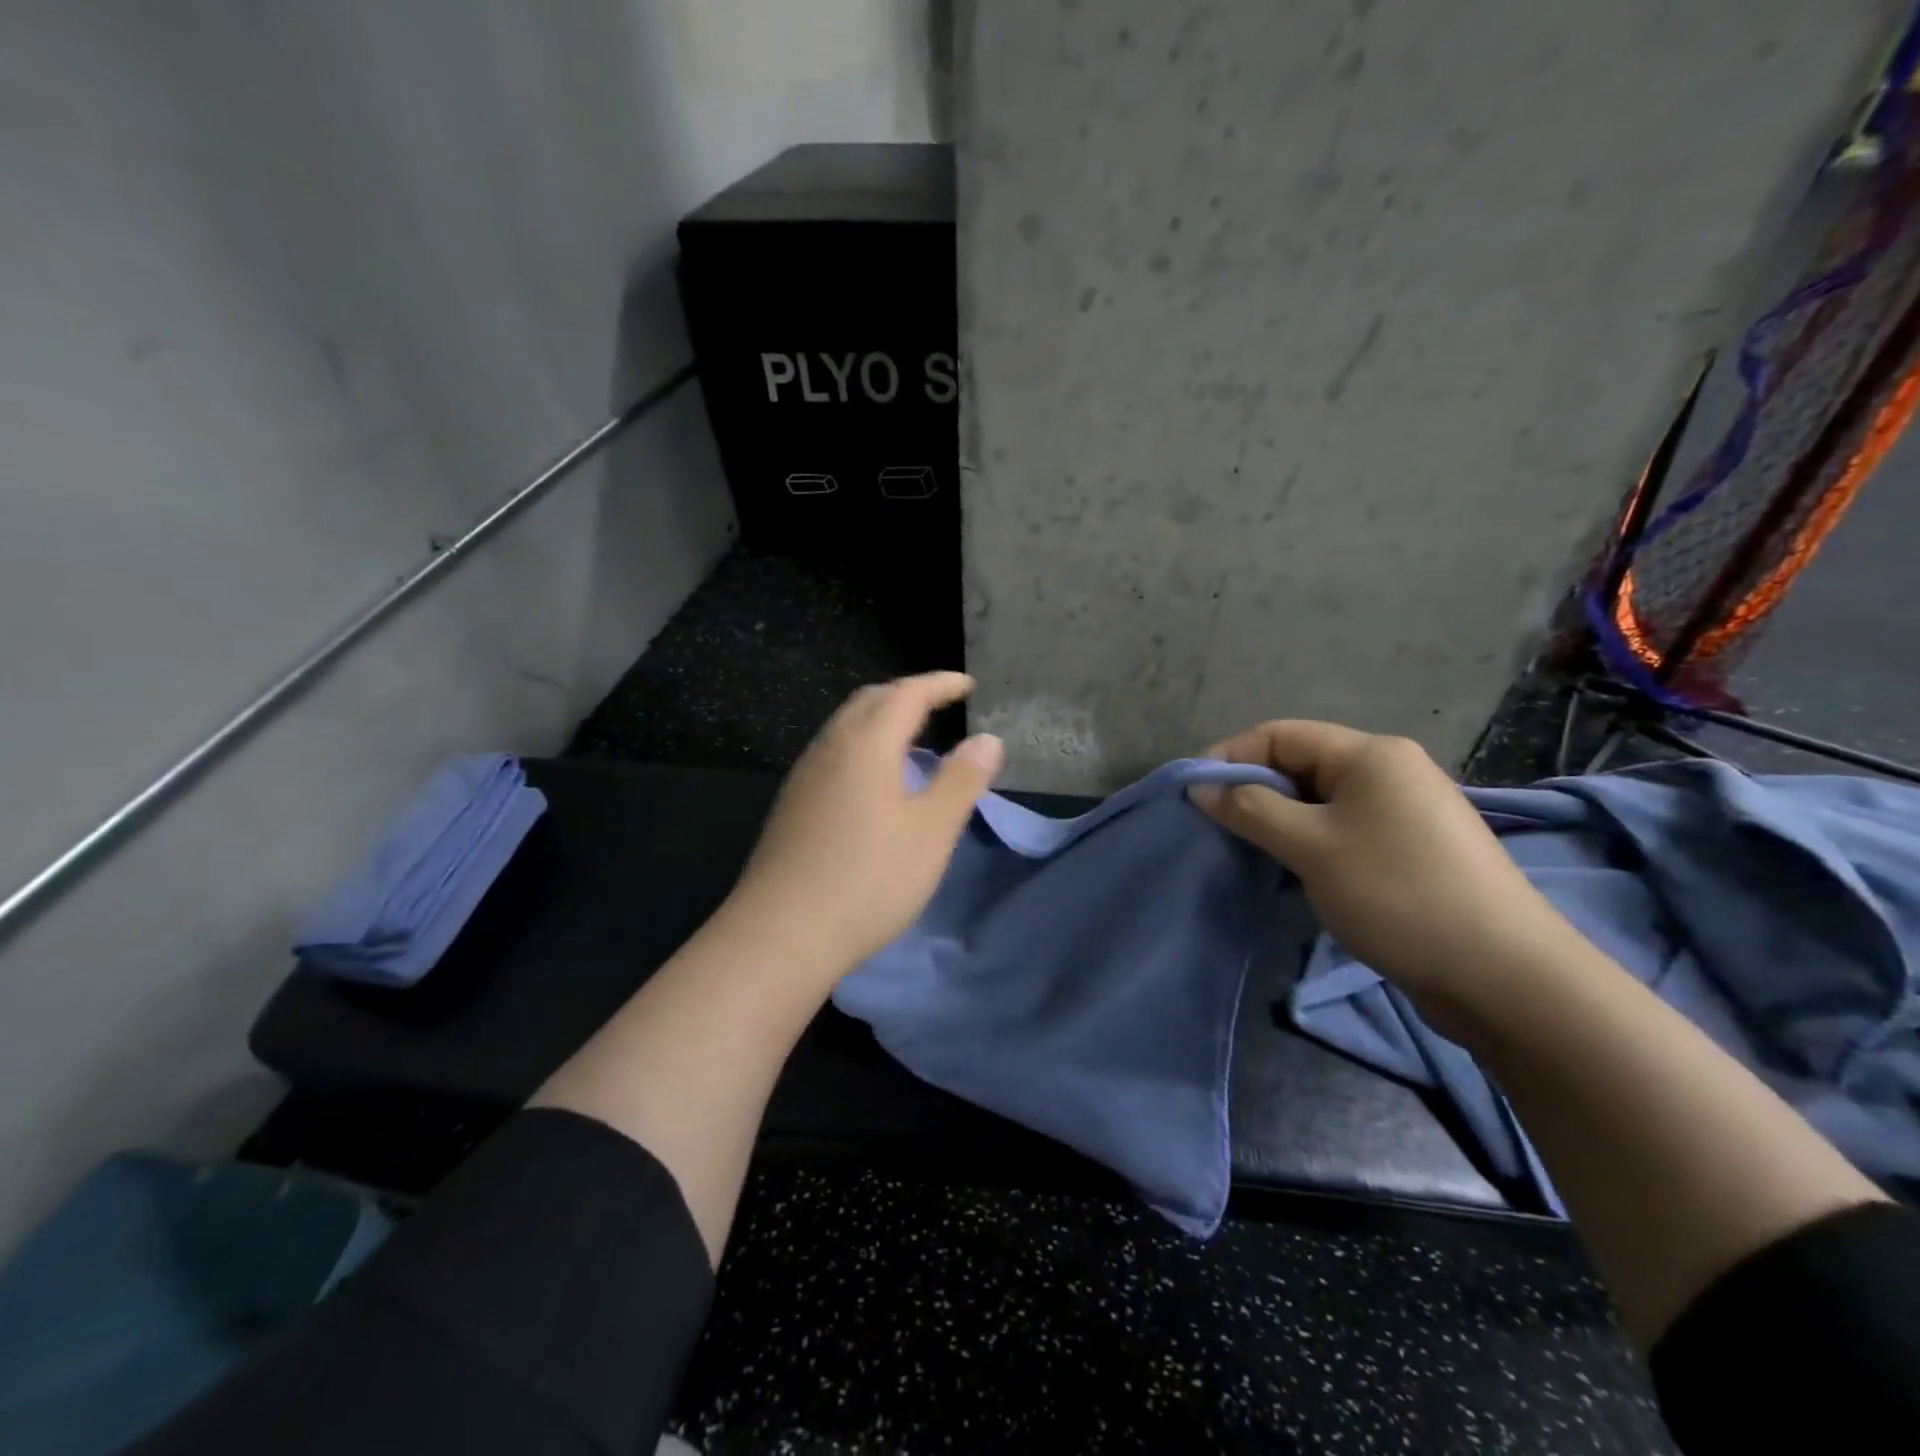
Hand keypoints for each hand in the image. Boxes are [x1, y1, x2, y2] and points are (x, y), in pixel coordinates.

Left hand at [720, 672, 1003, 979]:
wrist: (781, 933)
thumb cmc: (869, 879)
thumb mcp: (931, 832)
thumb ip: (961, 780)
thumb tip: (987, 740)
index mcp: (865, 744)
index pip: (906, 693)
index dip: (940, 684)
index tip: (968, 685)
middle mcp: (829, 748)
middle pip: (870, 701)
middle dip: (908, 694)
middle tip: (941, 704)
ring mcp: (804, 776)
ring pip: (846, 726)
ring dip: (882, 720)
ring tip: (913, 740)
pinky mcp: (792, 804)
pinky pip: (833, 753)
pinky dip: (863, 746)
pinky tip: (875, 782)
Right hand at [1190, 720, 1573, 999]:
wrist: (1504, 975)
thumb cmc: (1396, 893)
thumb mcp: (1310, 847)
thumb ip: (1250, 810)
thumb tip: (1201, 788)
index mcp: (1370, 754)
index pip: (1280, 734)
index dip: (1231, 757)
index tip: (1195, 796)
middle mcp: (1392, 770)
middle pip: (1302, 764)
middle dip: (1255, 791)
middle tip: (1219, 829)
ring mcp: (1408, 811)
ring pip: (1322, 801)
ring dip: (1281, 821)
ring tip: (1252, 853)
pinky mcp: (1416, 849)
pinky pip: (1346, 829)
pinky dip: (1312, 842)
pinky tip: (1297, 872)